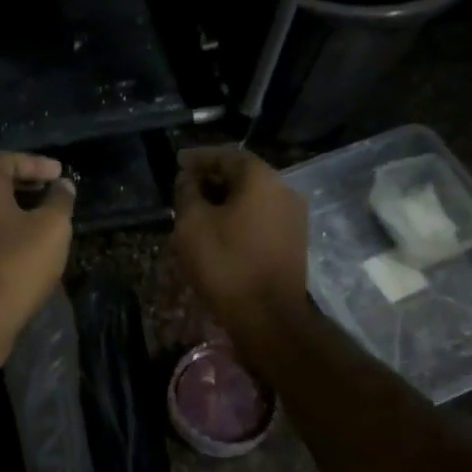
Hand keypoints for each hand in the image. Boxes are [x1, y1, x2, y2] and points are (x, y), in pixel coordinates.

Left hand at [0, 152, 75, 359]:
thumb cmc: (17, 263)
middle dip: (22, 184)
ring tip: (37, 217)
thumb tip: (63, 185)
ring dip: (9, 208)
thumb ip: (59, 200)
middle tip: (49, 191)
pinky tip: (17, 242)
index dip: (36, 164)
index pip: (7, 160)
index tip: (59, 174)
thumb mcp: (52, 227)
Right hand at [172, 146, 308, 342]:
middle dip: (212, 178)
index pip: (226, 155)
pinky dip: (239, 216)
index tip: (177, 162)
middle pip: (243, 174)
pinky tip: (219, 230)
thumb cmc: (226, 263)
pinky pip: (262, 216)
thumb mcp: (192, 224)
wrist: (268, 316)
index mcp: (261, 179)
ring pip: (253, 197)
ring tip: (198, 210)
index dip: (199, 158)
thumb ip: (187, 193)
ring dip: (225, 199)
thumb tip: (188, 179)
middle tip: (184, 188)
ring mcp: (294, 217)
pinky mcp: (294, 241)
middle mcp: (284, 190)